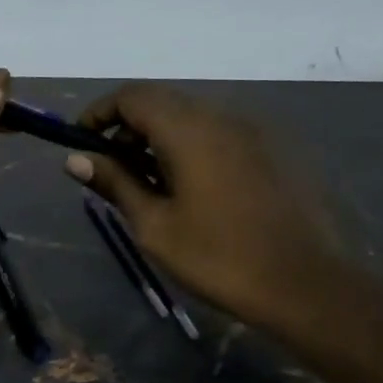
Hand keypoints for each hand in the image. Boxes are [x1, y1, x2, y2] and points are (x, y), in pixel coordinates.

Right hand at [65, 84, 345, 330]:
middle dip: (127, 126)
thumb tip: (75, 160)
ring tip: (147, 182)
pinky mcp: (272, 150)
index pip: (132, 96)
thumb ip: (115, 183)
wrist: (307, 286)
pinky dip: (190, 146)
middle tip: (110, 168)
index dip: (99, 113)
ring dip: (159, 137)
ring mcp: (253, 131)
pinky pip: (219, 133)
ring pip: (192, 117)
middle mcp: (222, 117)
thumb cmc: (219, 258)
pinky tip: (189, 188)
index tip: (81, 142)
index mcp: (189, 130)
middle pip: (162, 102)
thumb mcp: (155, 225)